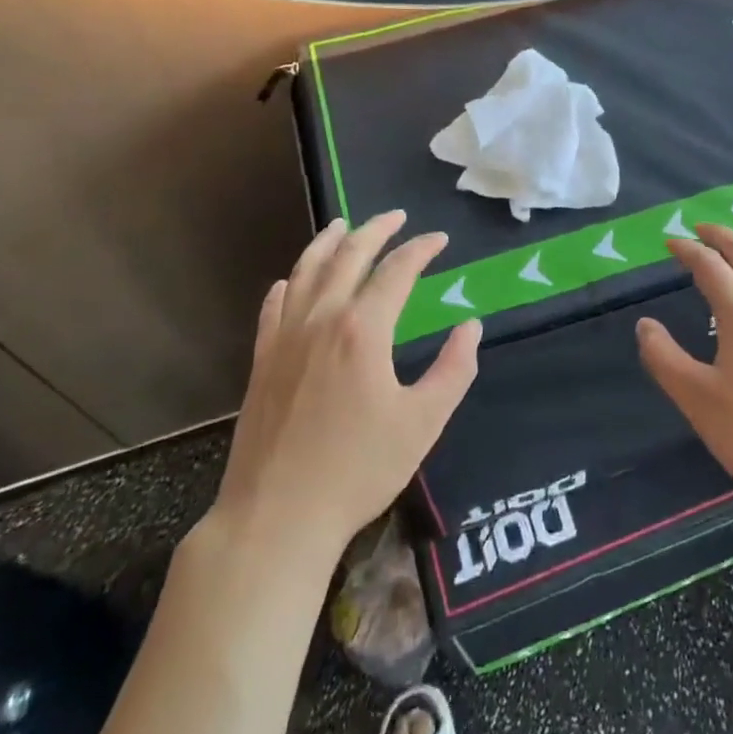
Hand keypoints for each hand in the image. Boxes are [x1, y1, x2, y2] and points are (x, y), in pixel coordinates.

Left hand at [213, 212, 480, 554]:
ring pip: (306, 271)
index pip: (397, 270)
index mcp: (363, 329)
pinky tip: (292, 280)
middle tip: (397, 217)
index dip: (421, 249)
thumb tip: (470, 325)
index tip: (439, 239)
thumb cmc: (358, 470)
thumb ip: (454, 369)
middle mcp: (321, 319)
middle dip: (376, 229)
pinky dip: (288, 283)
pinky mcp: (262, 361)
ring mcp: (285, 337)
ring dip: (328, 242)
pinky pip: (274, 306)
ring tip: (343, 225)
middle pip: (348, 256)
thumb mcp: (423, 423)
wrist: (276, 517)